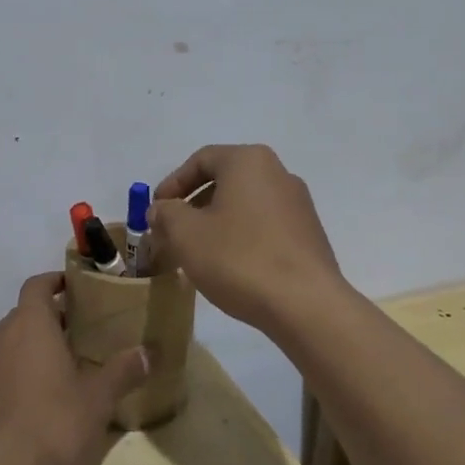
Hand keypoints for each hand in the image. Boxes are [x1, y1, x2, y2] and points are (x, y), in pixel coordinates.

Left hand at [0, 272, 150, 464]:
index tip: (75, 288)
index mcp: (30, 325)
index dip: (55, 281)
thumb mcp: (98, 400)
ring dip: (28, 352)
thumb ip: (123, 372)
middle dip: (48, 322)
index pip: (37, 285)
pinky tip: (30, 409)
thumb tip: (148, 353)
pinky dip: (11, 380)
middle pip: (23, 316)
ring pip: (6, 347)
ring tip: (57, 374)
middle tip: (78, 337)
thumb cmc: (52, 425)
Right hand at [150, 144, 347, 334]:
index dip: (172, 184)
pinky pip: (264, 225)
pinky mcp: (308, 234)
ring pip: (244, 205)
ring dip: (216, 223)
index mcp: (249, 161)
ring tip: (197, 253)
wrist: (305, 304)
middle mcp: (278, 173)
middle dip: (193, 206)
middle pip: (225, 180)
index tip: (155, 211)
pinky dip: (241, 237)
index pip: (201, 159)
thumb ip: (166, 214)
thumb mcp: (187, 234)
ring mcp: (298, 204)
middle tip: (172, 233)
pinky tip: (230, 266)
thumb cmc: (239, 258)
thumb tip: (161, 209)